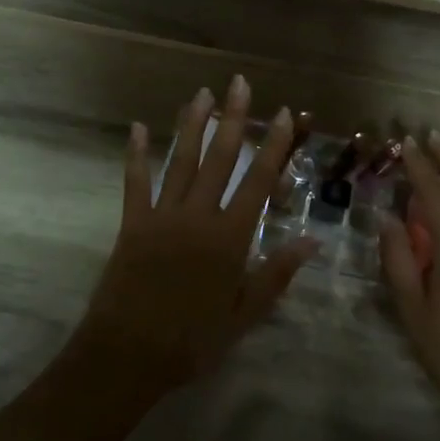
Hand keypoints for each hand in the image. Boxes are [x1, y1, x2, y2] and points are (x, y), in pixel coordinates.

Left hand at [69, 77, 318, 398]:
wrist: (127, 356)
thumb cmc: (192, 340)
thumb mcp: (243, 315)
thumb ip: (276, 274)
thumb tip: (312, 240)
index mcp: (229, 238)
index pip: (258, 181)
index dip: (274, 146)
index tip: (284, 115)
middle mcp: (198, 216)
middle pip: (220, 159)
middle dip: (233, 119)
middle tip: (240, 84)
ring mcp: (162, 216)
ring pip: (180, 161)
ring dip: (192, 126)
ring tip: (201, 94)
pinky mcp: (132, 223)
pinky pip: (135, 182)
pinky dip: (136, 155)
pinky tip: (137, 128)